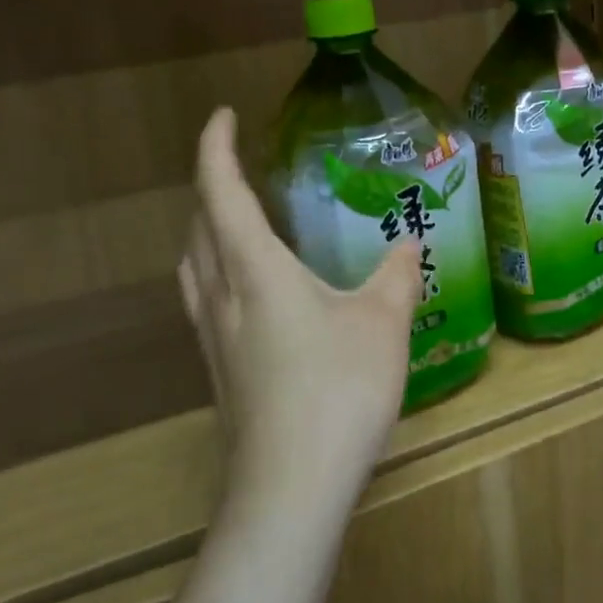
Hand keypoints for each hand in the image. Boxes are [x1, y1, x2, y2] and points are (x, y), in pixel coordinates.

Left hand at [178, 109, 419, 511]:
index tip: (225, 116)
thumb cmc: (338, 390)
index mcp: (254, 269)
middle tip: (244, 173)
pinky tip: (254, 297)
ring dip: (208, 234)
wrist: (290, 486)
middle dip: (213, 188)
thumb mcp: (383, 324)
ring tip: (240, 227)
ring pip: (194, 267)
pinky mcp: (218, 371)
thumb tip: (408, 245)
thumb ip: (396, 276)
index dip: (216, 147)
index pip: (221, 191)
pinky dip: (219, 274)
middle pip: (198, 226)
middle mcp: (221, 295)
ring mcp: (212, 337)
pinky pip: (206, 301)